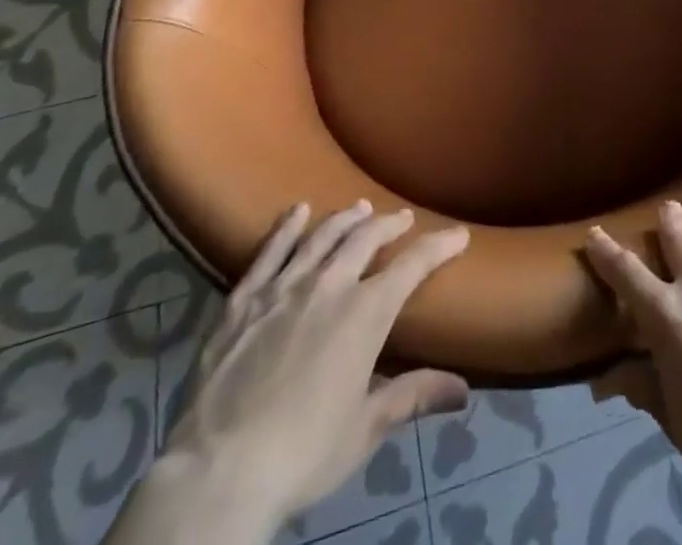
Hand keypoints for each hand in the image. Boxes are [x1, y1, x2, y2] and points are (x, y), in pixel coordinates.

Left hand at [115, 201, 469, 543]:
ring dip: (345, 219)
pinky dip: (287, 228)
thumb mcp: (366, 428)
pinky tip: (298, 212)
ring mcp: (283, 287)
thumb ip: (414, 396)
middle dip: (389, 224)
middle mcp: (329, 285)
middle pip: (366, 238)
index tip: (459, 233)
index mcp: (366, 313)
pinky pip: (270, 251)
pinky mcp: (243, 299)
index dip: (440, 245)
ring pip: (323, 236)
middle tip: (402, 218)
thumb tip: (464, 390)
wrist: (218, 472)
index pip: (413, 265)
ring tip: (359, 208)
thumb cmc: (303, 453)